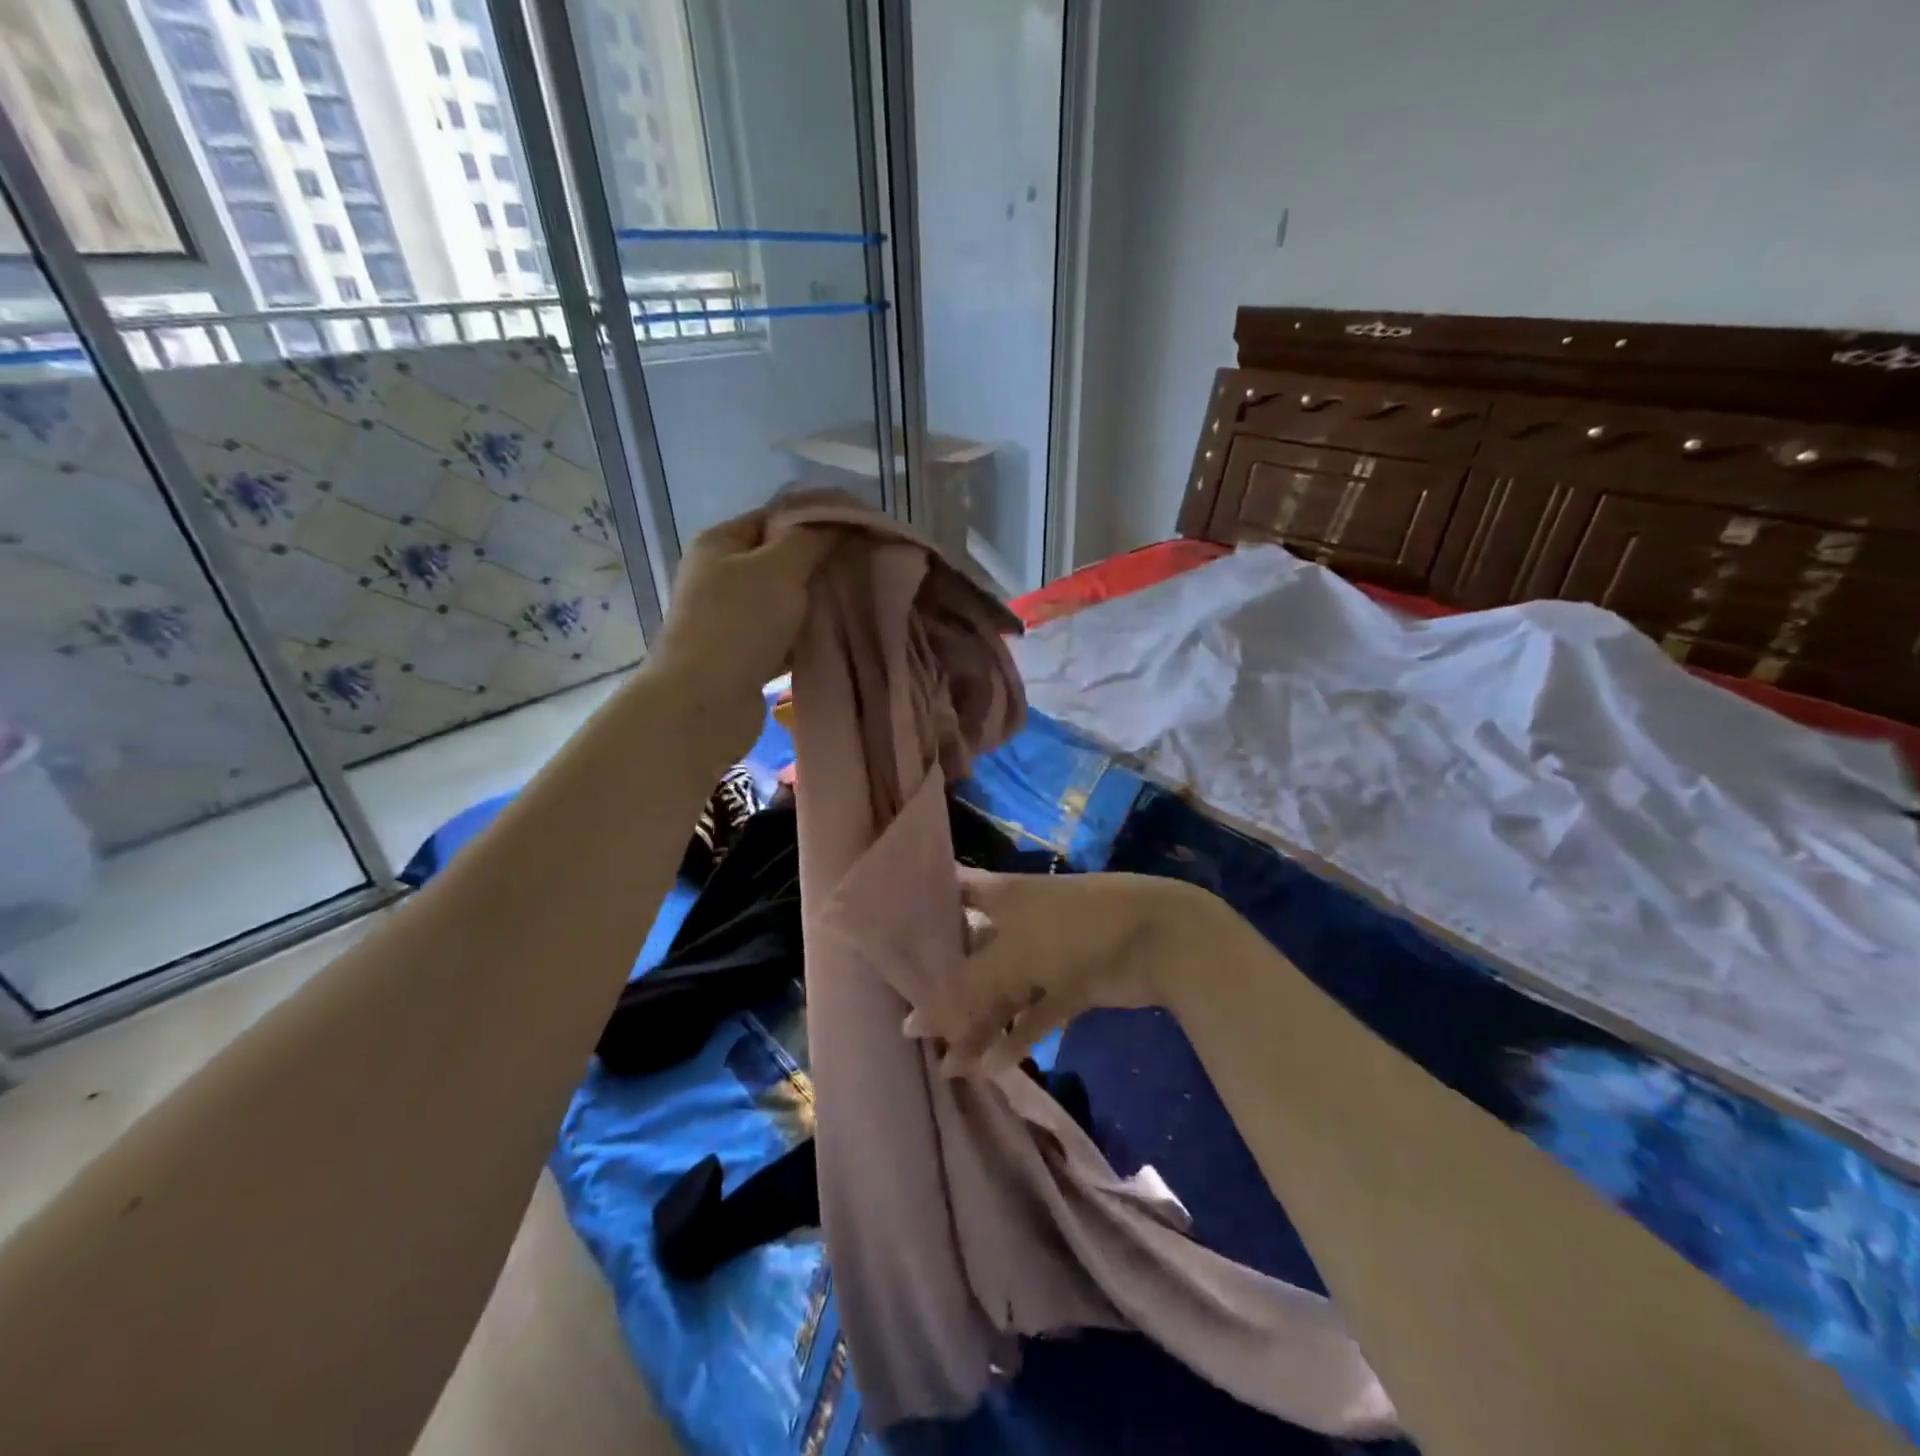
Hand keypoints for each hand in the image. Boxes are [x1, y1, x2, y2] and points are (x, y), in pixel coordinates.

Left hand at [651, 506, 842, 753]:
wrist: (706, 701)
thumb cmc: (740, 623)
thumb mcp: (780, 568)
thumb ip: (812, 539)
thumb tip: (841, 520)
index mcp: (721, 542)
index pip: (775, 517)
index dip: (816, 519)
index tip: (859, 531)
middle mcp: (721, 576)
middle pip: (780, 559)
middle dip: (820, 564)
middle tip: (864, 568)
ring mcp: (730, 618)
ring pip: (784, 601)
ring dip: (815, 603)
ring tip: (857, 602)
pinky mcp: (743, 655)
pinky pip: (783, 636)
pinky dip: (806, 636)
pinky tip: (837, 637)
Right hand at [905, 869, 1219, 1073]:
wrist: (1158, 939)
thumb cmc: (1072, 929)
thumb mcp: (1011, 957)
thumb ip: (963, 994)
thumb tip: (912, 1027)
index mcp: (1000, 894)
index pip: (950, 893)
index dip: (921, 911)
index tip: (888, 938)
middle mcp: (1018, 920)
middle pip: (973, 954)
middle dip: (947, 988)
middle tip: (915, 1024)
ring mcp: (1047, 953)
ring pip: (1003, 991)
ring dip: (981, 1025)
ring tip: (951, 1066)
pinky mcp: (1072, 984)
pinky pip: (1036, 1012)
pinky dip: (1018, 1037)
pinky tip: (993, 1067)